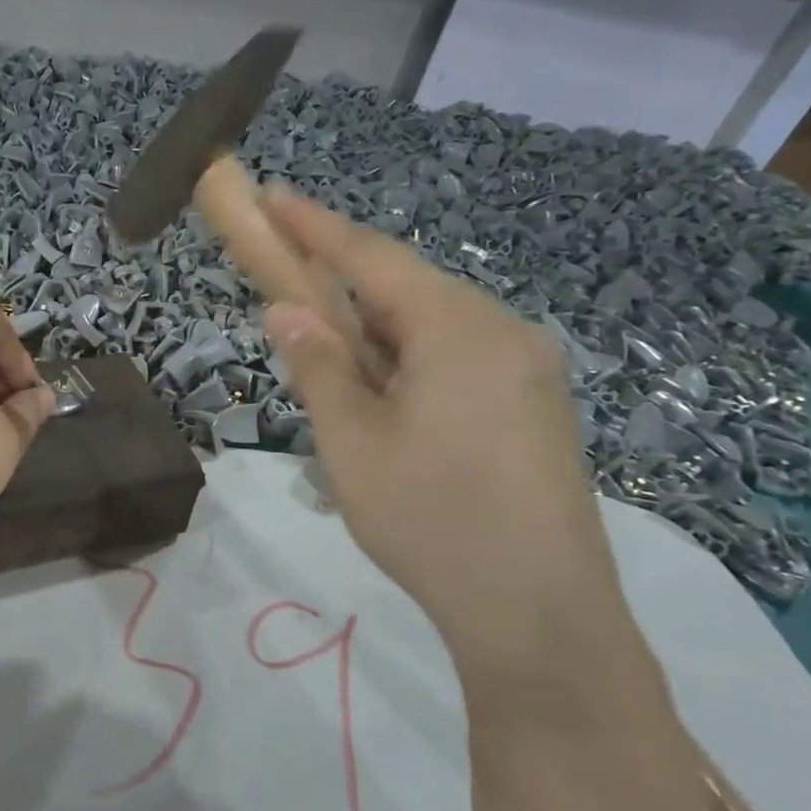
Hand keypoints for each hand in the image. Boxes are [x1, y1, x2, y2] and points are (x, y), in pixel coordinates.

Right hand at [259, 186, 633, 679]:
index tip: (270, 194)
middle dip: (340, 284)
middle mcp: (502, 332)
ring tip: (324, 358)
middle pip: (404, 288)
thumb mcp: (351, 443)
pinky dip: (405, 361)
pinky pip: (456, 359)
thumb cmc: (431, 520)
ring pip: (429, 327)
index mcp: (458, 329)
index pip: (371, 258)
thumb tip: (286, 311)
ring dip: (371, 331)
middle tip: (285, 285)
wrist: (540, 616)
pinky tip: (381, 396)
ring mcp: (526, 371)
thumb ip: (318, 367)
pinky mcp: (534, 408)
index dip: (314, 226)